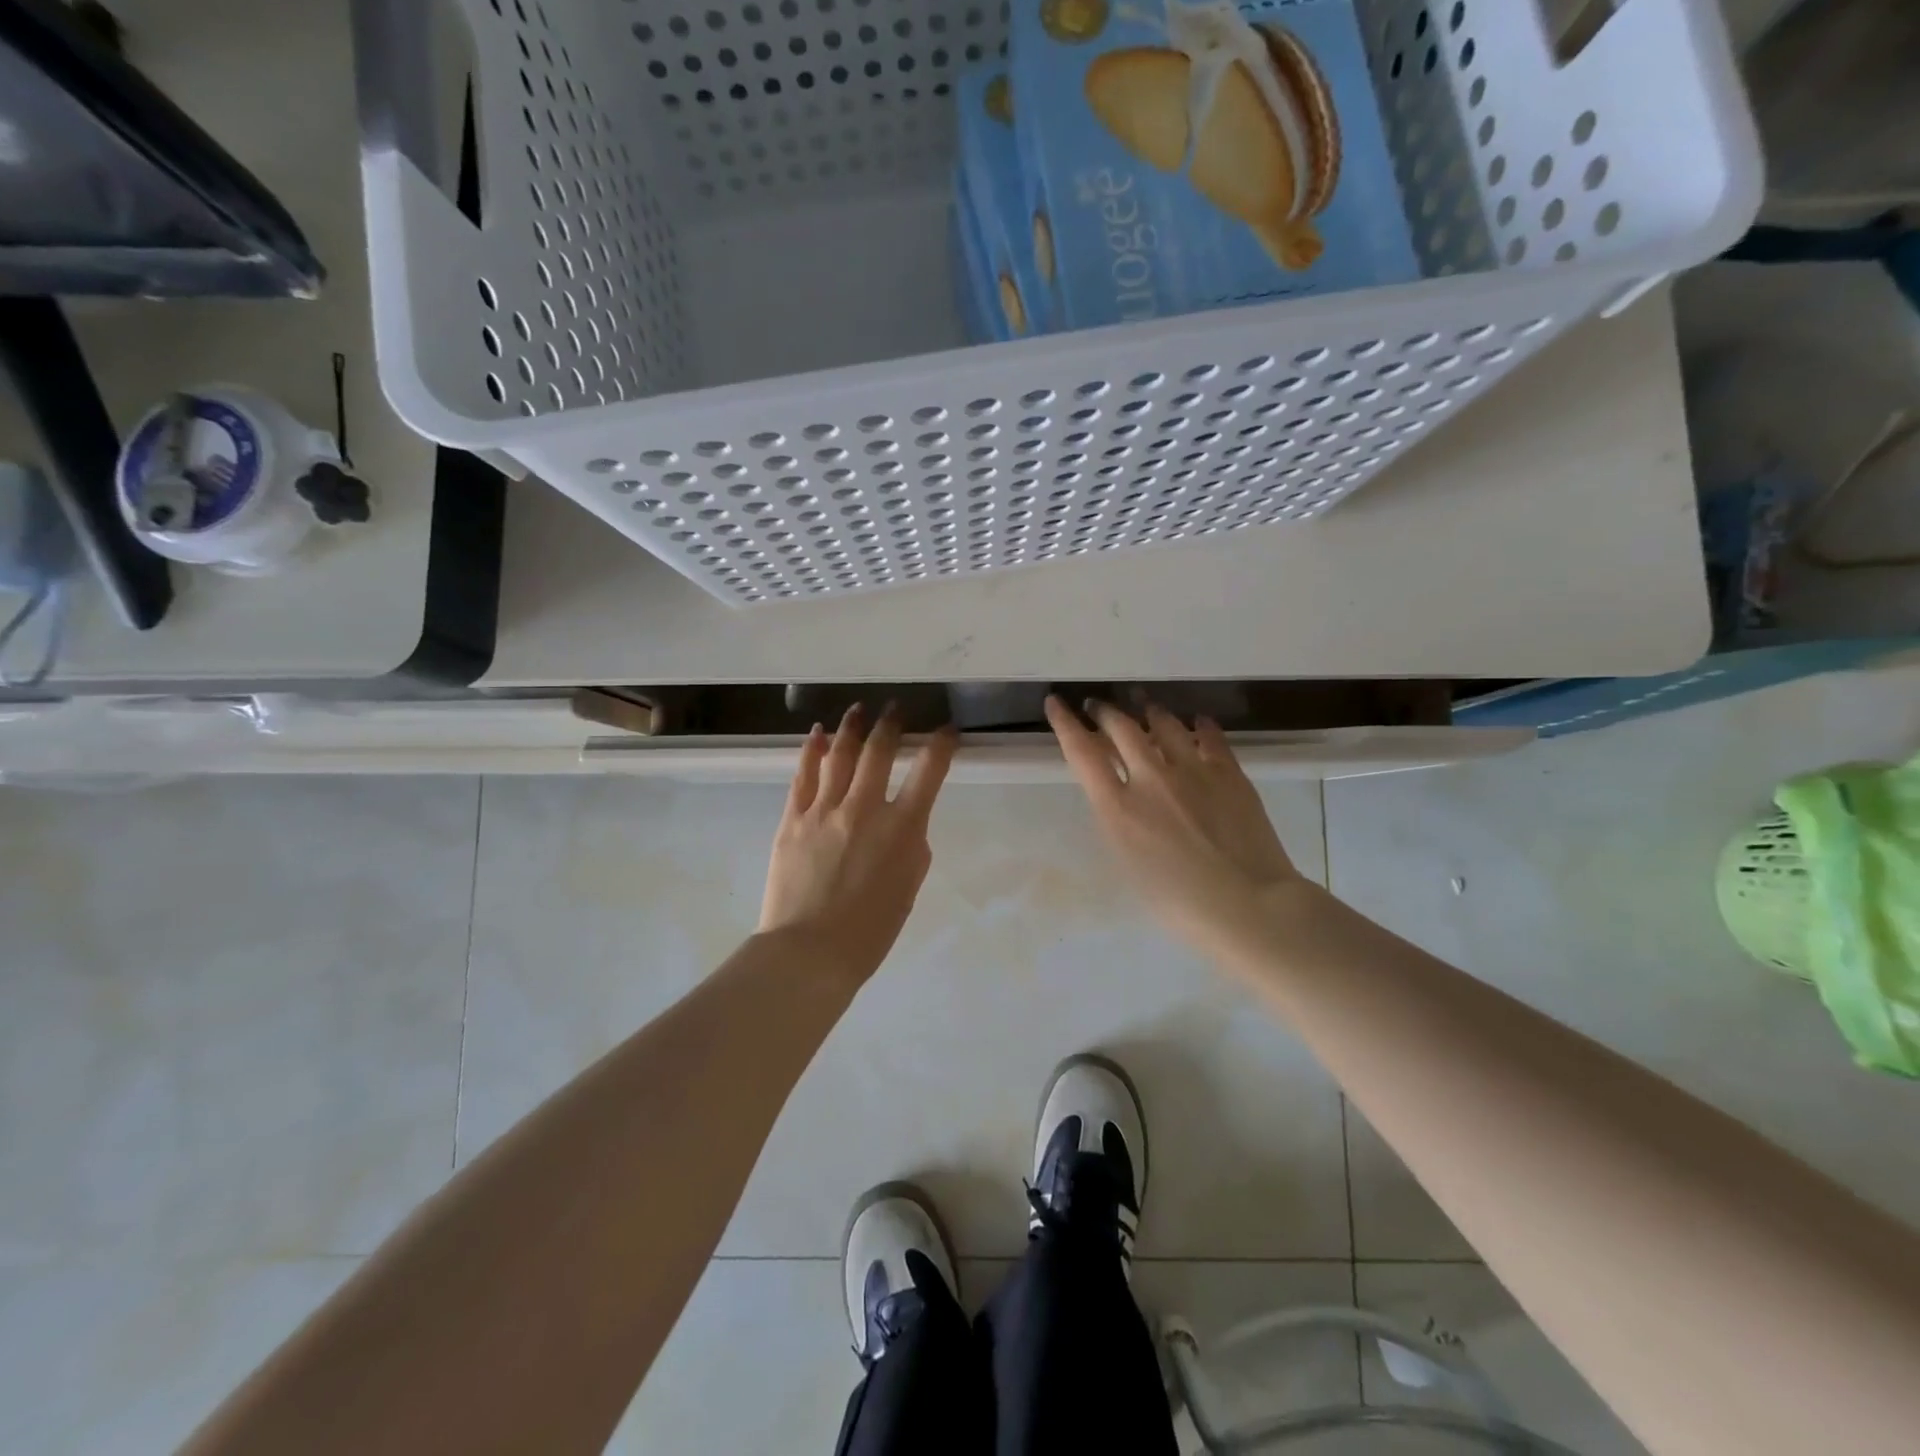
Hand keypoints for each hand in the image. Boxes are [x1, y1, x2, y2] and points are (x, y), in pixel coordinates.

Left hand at [760, 704, 956, 984]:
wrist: (808, 952)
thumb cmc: (869, 930)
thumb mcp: (909, 888)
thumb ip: (912, 846)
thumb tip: (906, 821)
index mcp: (902, 828)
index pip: (929, 771)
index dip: (941, 744)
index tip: (947, 730)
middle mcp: (864, 808)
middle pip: (879, 751)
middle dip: (891, 723)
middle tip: (896, 708)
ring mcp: (824, 810)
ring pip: (839, 754)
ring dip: (852, 727)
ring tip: (859, 709)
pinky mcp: (792, 819)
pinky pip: (803, 775)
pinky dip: (811, 750)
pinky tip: (817, 734)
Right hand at [1045, 695, 1309, 962]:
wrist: (1248, 907)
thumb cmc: (1179, 904)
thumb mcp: (1128, 863)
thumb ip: (1117, 821)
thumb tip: (1118, 796)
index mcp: (1118, 808)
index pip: (1082, 752)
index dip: (1065, 723)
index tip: (1056, 703)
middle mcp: (1151, 778)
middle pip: (1121, 727)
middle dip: (1104, 712)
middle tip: (1098, 706)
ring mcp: (1193, 770)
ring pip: (1164, 723)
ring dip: (1148, 711)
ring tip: (1143, 707)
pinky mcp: (1229, 772)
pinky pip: (1209, 736)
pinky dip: (1199, 725)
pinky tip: (1197, 722)